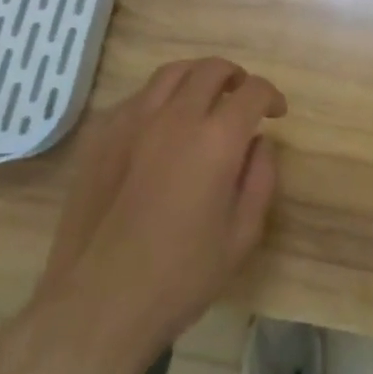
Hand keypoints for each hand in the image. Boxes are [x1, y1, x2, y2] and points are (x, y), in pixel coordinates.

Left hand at [21, 58, 285, 373]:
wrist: (96, 304)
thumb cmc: (179, 277)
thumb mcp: (242, 237)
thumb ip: (260, 179)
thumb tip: (259, 143)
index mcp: (215, 140)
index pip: (251, 91)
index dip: (270, 95)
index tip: (276, 112)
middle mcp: (174, 117)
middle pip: (211, 69)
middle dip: (236, 77)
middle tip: (242, 98)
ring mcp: (131, 122)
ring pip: (171, 73)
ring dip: (197, 78)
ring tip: (204, 100)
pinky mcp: (100, 136)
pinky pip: (136, 98)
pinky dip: (159, 99)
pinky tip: (161, 127)